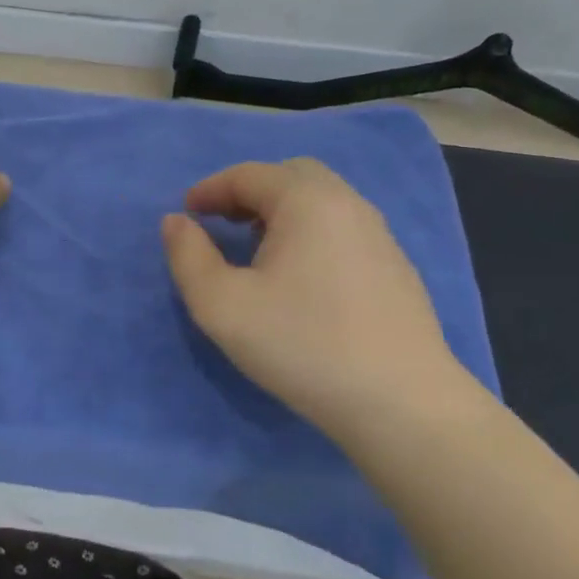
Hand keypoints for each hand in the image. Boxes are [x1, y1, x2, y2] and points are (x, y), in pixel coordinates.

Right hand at [160, 159, 468, 442]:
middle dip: (248, 192)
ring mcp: (379, 236)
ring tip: (254, 250)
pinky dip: (308, 233)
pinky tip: (298, 277)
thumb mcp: (221, 304)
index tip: (186, 214)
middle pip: (290, 176)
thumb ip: (188, 256)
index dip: (209, 189)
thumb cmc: (301, 344)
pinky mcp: (395, 268)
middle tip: (221, 223)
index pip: (248, 175)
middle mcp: (348, 205)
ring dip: (279, 213)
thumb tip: (176, 221)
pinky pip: (341, 229)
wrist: (402, 404)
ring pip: (320, 202)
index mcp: (307, 202)